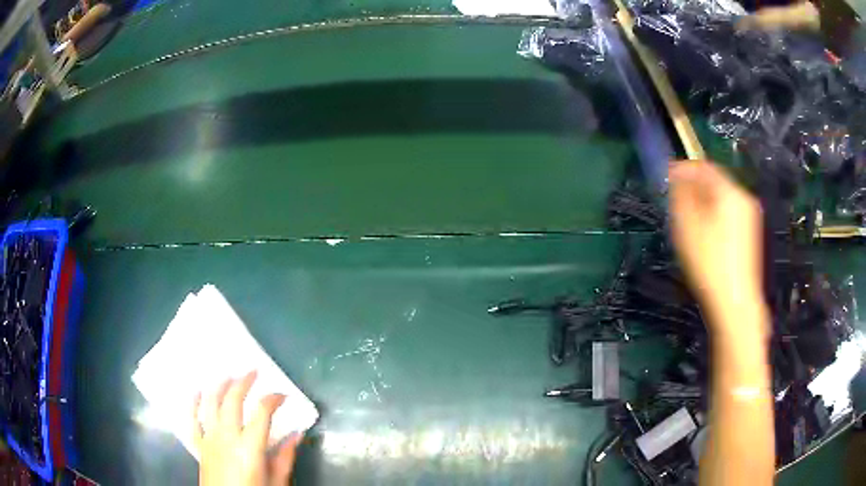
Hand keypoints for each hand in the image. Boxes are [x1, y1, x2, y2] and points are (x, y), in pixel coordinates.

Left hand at [193, 371, 300, 485]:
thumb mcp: (277, 482)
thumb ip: (285, 457)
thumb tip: (297, 434)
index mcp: (250, 447)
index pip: (262, 412)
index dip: (273, 399)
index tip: (283, 396)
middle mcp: (227, 437)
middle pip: (232, 400)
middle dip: (243, 382)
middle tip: (253, 372)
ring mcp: (209, 439)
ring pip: (210, 403)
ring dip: (219, 385)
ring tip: (228, 375)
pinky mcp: (199, 446)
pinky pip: (191, 420)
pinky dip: (192, 403)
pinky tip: (196, 391)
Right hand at [669, 161, 764, 335]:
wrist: (735, 304)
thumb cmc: (709, 262)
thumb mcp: (687, 225)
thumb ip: (681, 193)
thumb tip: (676, 173)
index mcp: (730, 191)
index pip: (704, 167)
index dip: (683, 169)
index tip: (666, 180)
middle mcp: (744, 198)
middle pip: (715, 182)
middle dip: (693, 188)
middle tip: (675, 205)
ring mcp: (750, 218)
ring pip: (722, 200)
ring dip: (703, 203)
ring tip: (688, 223)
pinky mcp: (750, 236)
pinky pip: (729, 215)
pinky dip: (714, 217)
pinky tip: (705, 238)